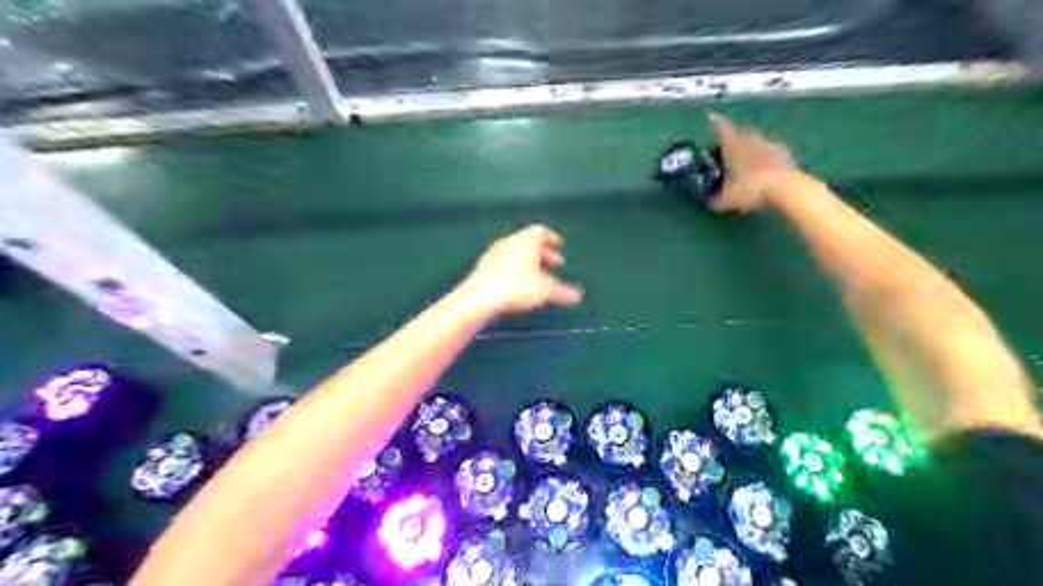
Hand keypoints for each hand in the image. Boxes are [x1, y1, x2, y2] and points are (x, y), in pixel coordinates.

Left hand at [457, 225, 583, 316]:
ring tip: (538, 277)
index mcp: (526, 240)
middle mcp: (510, 241)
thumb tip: (578, 296)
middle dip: (543, 253)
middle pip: (529, 242)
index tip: (559, 245)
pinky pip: (504, 263)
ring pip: (516, 252)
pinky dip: (515, 270)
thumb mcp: (546, 291)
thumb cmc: (516, 288)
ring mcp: (494, 253)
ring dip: (529, 262)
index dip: (552, 238)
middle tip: (554, 264)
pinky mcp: (483, 267)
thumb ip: (564, 292)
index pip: (542, 231)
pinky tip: (518, 285)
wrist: (478, 298)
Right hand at [709, 113, 801, 212]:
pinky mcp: (785, 154)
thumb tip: (709, 202)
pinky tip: (765, 167)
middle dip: (734, 136)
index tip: (712, 116)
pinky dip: (766, 157)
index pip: (722, 129)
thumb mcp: (726, 200)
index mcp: (733, 146)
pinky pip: (772, 151)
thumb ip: (715, 199)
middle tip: (728, 145)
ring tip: (746, 157)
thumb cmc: (750, 189)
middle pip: (741, 132)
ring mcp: (770, 145)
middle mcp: (751, 140)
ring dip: (751, 145)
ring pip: (757, 140)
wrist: (786, 189)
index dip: (715, 123)